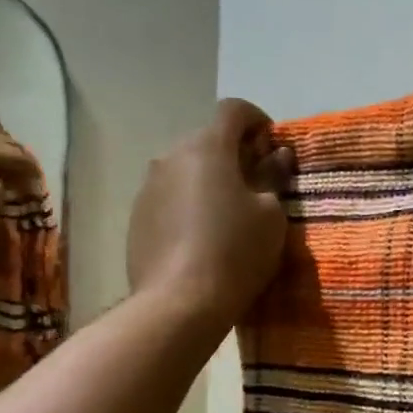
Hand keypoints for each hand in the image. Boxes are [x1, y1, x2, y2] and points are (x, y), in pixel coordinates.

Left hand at [127, 99, 293, 329]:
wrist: (179, 303)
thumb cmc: (235, 253)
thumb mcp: (271, 216)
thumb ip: (273, 178)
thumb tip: (276, 156)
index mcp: (207, 147)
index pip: (233, 110)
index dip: (257, 121)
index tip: (272, 147)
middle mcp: (171, 157)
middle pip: (206, 141)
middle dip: (232, 155)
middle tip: (255, 186)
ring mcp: (148, 188)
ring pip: (184, 171)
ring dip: (207, 182)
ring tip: (226, 216)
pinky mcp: (136, 219)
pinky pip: (168, 200)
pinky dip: (187, 207)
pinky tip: (199, 239)